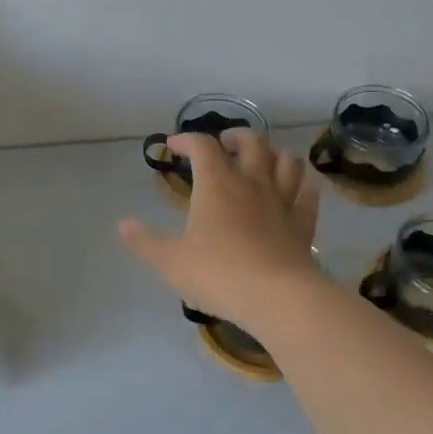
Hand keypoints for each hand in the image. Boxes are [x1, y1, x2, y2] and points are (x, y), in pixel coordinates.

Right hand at [118, 128, 321, 331]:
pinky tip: (296, 192)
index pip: (202, 145)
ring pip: (287, 161)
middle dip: (236, 136)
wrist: (277, 297)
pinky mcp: (304, 223)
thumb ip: (145, 242)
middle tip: (225, 145)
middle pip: (252, 141)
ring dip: (274, 154)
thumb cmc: (218, 274)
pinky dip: (302, 187)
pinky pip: (308, 195)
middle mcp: (252, 182)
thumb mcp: (171, 262)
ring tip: (263, 162)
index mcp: (217, 184)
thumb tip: (123, 225)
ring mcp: (283, 201)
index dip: (186, 140)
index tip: (173, 146)